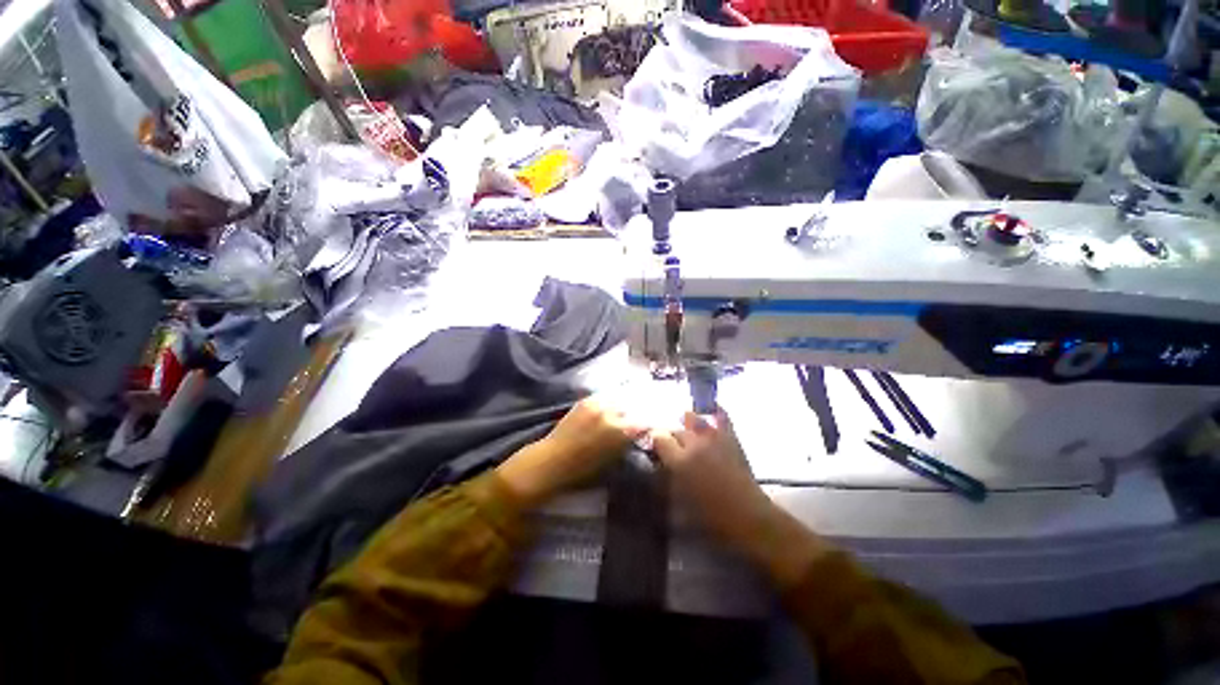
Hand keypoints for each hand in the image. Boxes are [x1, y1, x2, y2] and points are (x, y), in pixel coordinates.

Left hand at [496, 397, 644, 506]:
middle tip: (643, 413)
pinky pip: (605, 396)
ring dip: (626, 402)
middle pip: (633, 405)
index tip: (653, 423)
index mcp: (620, 431)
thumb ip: (628, 440)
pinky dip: (612, 399)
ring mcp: (597, 404)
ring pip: (619, 397)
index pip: (644, 421)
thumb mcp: (613, 457)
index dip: (650, 422)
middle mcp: (611, 413)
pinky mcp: (586, 401)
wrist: (552, 460)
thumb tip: (640, 429)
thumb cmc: (584, 468)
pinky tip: (614, 403)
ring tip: (630, 405)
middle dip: (639, 409)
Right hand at [650, 411, 771, 544]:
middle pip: (675, 430)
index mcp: (679, 461)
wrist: (747, 514)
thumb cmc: (710, 514)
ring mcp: (713, 437)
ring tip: (685, 424)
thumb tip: (660, 460)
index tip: (655, 445)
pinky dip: (714, 410)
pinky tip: (710, 407)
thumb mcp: (681, 496)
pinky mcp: (730, 437)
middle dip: (669, 435)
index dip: (655, 439)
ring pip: (693, 418)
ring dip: (686, 422)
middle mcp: (694, 444)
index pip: (659, 437)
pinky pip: (721, 416)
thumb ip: (667, 475)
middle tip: (670, 444)